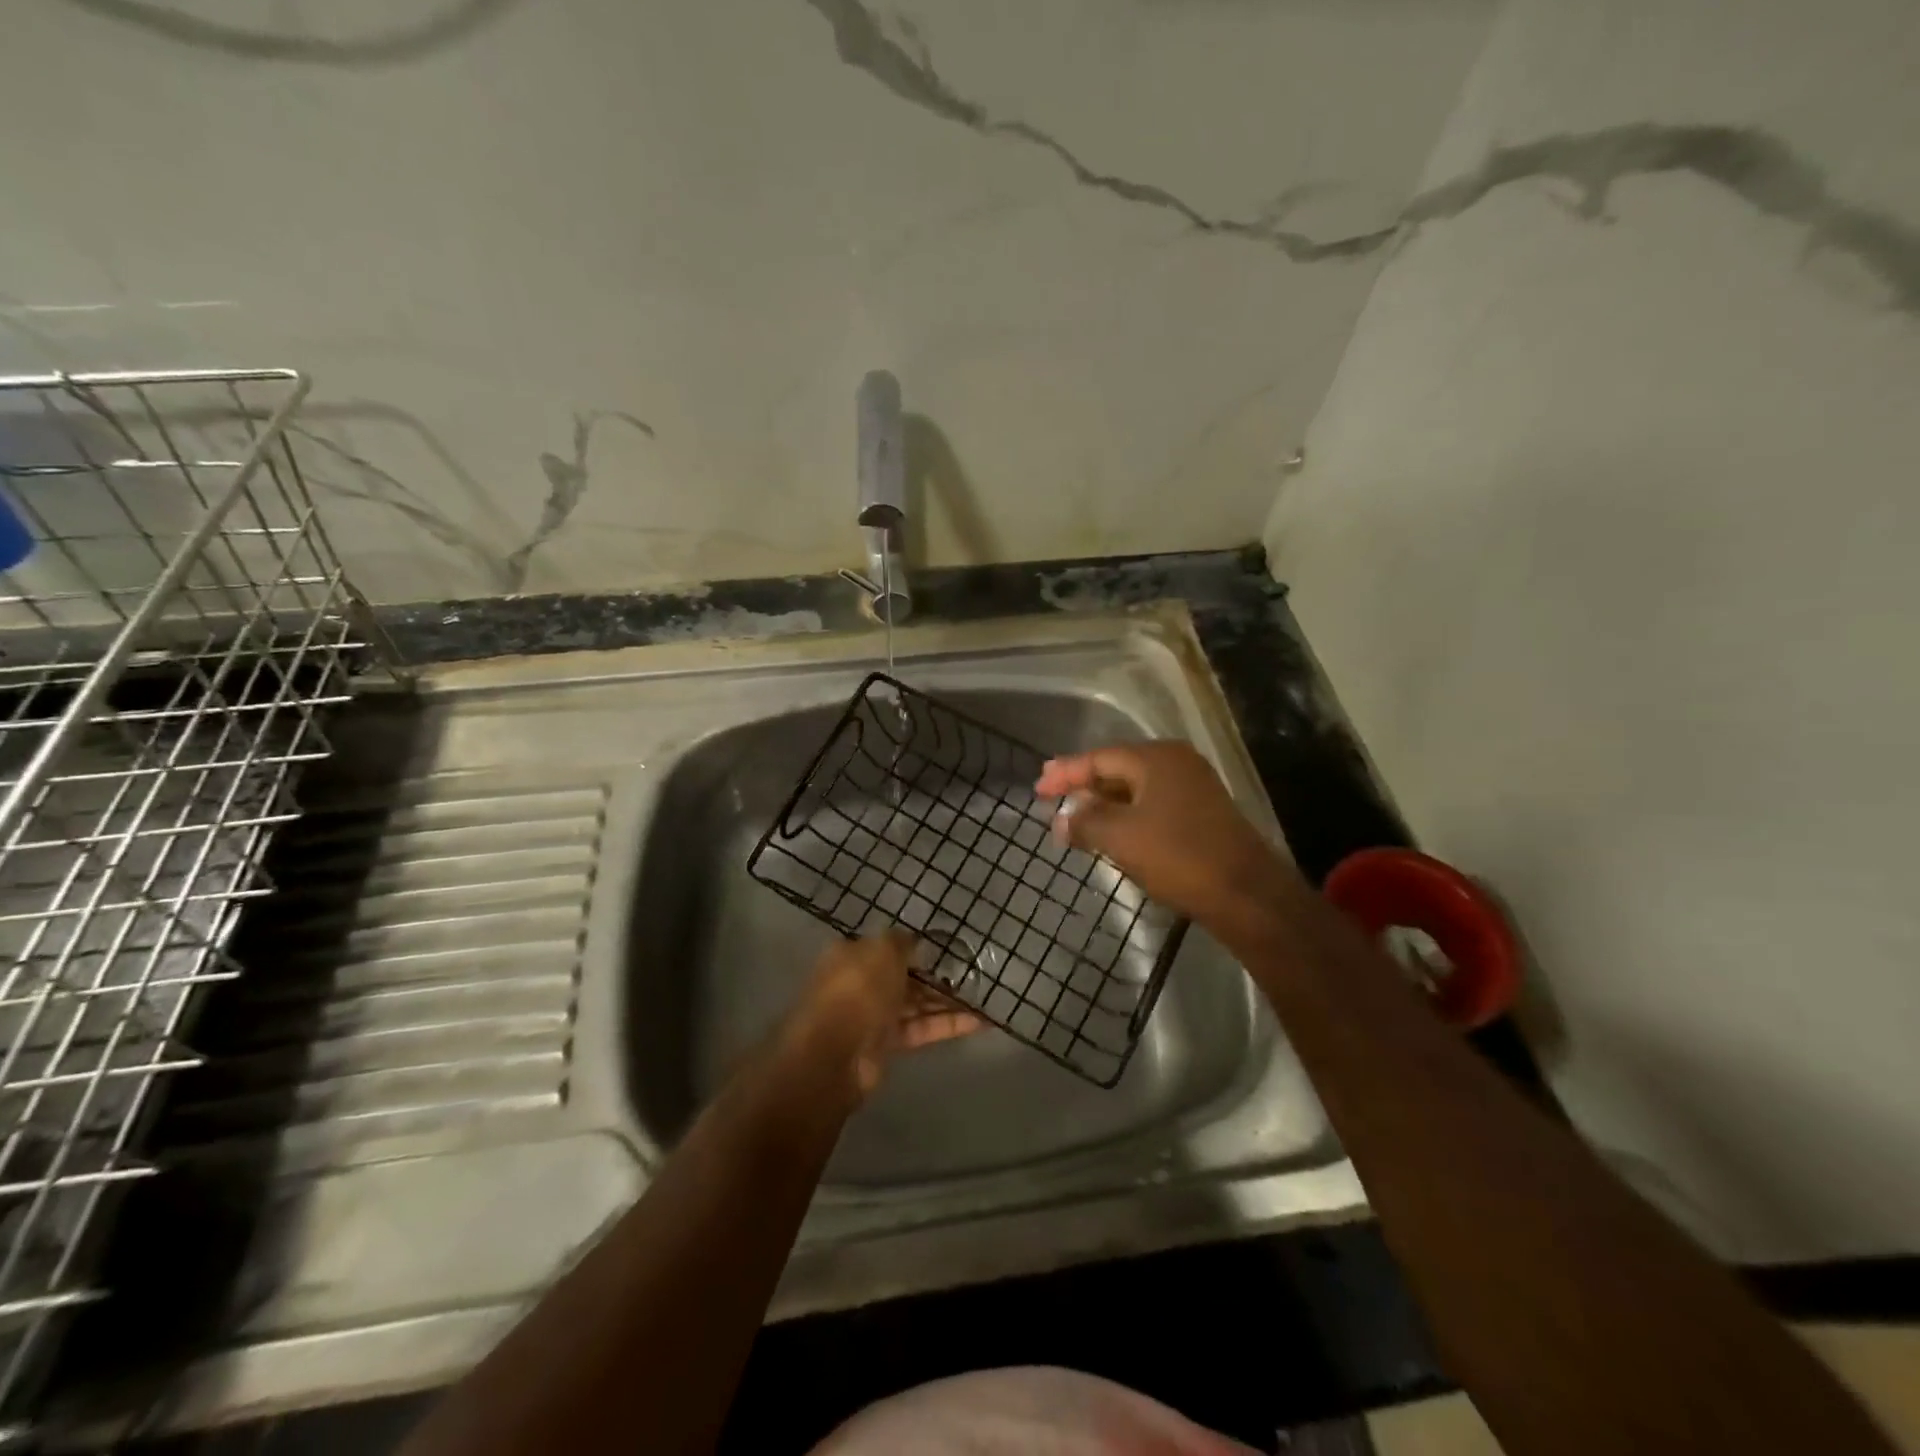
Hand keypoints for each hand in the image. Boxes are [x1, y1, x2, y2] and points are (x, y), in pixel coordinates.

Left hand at [781, 931, 981, 1101]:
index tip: (947, 948)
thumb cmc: (858, 989)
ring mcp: (872, 1016)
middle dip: (936, 976)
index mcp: (852, 955)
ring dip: (947, 1002)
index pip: (888, 947)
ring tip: (983, 997)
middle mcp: (860, 983)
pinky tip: (978, 1022)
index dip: (916, 947)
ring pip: (915, 1004)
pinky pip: (920, 1029)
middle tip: (972, 974)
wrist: (835, 1054)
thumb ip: (902, 942)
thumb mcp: (883, 950)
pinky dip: (947, 1026)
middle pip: (904, 976)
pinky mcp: (886, 1045)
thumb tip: (915, 942)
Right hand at [1034, 743, 1297, 929]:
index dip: (1065, 773)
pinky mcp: (1202, 814)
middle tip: (1052, 798)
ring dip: (1104, 804)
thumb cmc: (1178, 856)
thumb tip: (1060, 820)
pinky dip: (1126, 815)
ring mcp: (1193, 788)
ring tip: (1075, 818)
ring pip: (1135, 789)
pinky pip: (1152, 805)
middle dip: (1083, 786)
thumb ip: (1085, 823)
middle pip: (1118, 769)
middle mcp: (1177, 764)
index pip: (1099, 757)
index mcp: (1156, 759)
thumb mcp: (1120, 837)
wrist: (1245, 893)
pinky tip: (1111, 833)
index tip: (1038, 788)